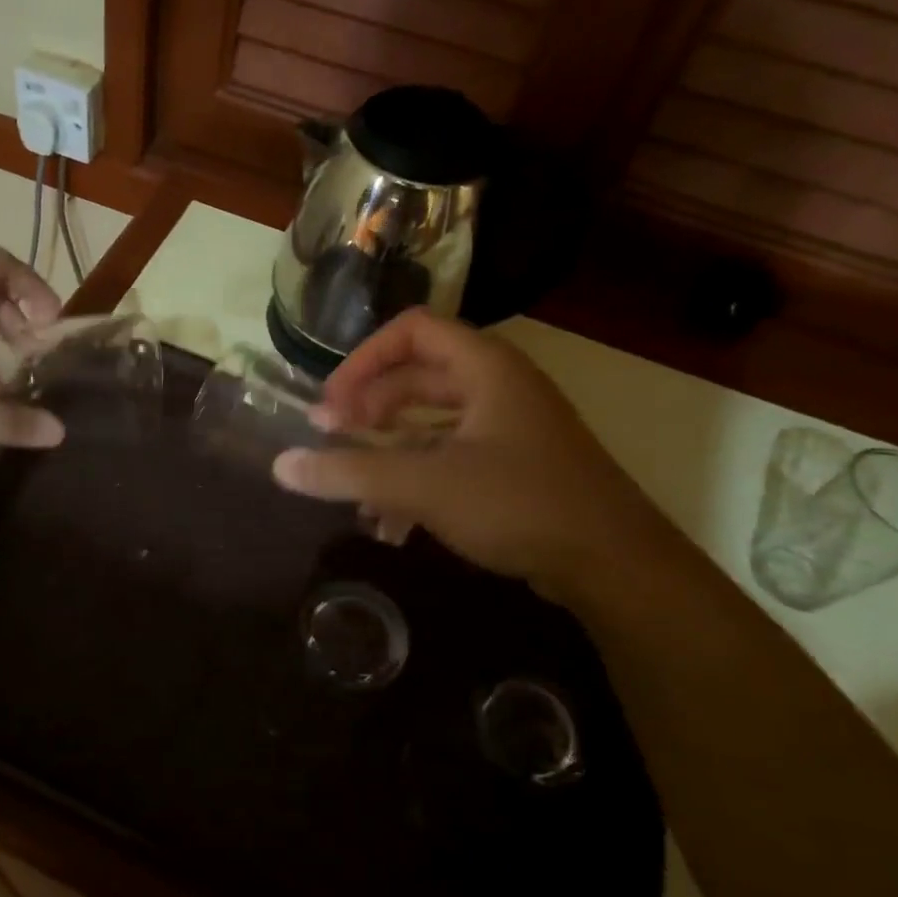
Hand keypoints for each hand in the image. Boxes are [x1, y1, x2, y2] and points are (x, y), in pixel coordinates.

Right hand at [271, 310, 671, 600]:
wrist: (616, 566)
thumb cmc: (520, 504)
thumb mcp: (426, 485)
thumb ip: (351, 472)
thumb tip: (281, 466)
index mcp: (485, 367)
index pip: (411, 331)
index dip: (363, 359)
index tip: (331, 401)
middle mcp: (499, 386)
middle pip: (417, 375)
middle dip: (370, 405)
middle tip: (332, 436)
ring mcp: (510, 428)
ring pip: (433, 421)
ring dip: (389, 446)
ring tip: (353, 482)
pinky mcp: (515, 467)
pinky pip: (452, 455)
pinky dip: (417, 476)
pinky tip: (391, 521)